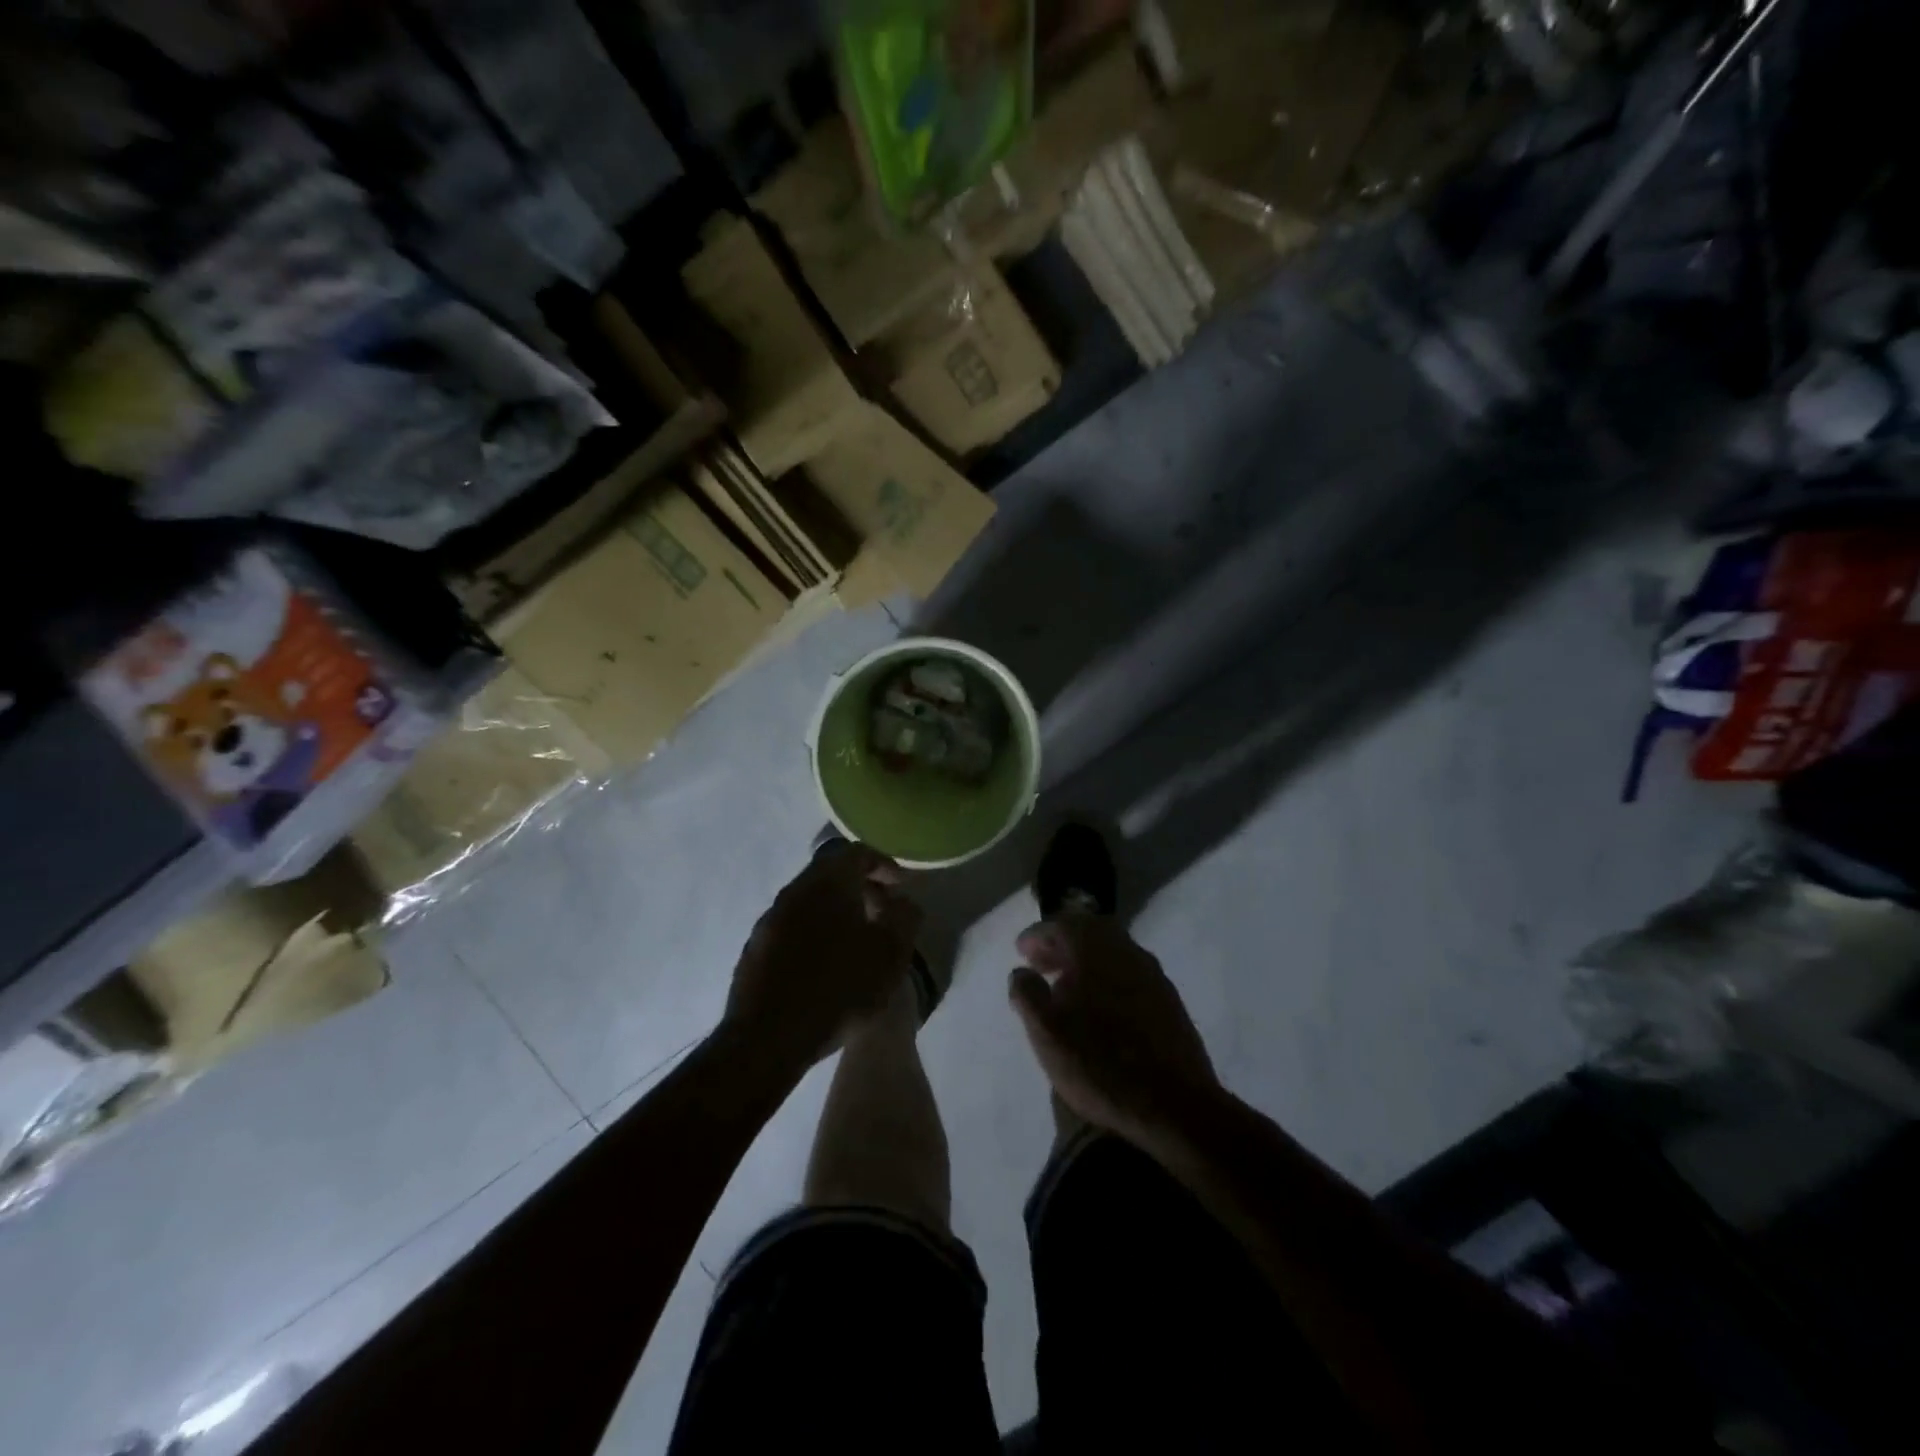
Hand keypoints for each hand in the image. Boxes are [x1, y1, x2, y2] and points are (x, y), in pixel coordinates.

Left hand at [725, 842, 922, 1069]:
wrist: (769, 1038)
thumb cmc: (840, 988)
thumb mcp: (891, 955)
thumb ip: (905, 918)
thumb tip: (904, 902)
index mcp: (828, 882)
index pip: (858, 852)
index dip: (883, 865)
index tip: (900, 888)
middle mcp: (794, 891)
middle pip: (831, 873)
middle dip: (860, 887)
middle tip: (883, 913)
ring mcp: (769, 920)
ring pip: (810, 901)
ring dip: (836, 911)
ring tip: (857, 942)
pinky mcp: (755, 949)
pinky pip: (792, 927)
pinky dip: (814, 933)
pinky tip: (825, 966)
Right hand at [1008, 915, 1218, 1144]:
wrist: (1174, 1106)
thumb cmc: (1100, 1064)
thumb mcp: (1046, 1032)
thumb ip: (1027, 994)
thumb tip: (1021, 971)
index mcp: (1096, 950)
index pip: (1062, 924)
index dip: (1037, 934)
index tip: (1020, 951)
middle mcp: (1127, 951)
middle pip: (1091, 931)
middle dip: (1062, 943)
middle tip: (1041, 964)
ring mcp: (1153, 975)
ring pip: (1113, 952)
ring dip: (1085, 961)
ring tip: (1065, 989)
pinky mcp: (1169, 1001)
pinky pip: (1129, 973)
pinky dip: (1107, 978)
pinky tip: (1099, 1008)